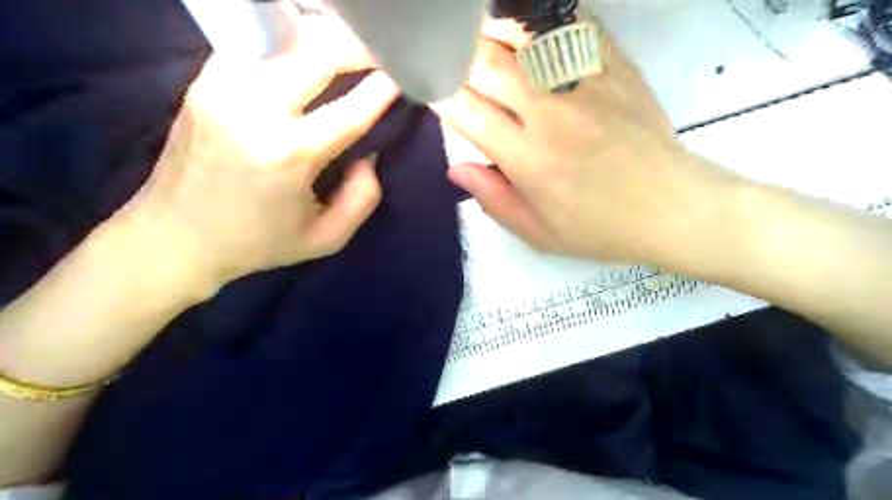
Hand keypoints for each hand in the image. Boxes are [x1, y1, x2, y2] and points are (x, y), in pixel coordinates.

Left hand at [113, 47, 396, 289]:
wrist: (175, 238)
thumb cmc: (258, 243)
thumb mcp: (326, 238)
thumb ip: (362, 199)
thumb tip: (370, 155)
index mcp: (289, 155)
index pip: (351, 110)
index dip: (383, 89)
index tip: (403, 75)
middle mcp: (255, 111)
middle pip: (317, 57)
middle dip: (357, 50)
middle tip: (379, 55)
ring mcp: (223, 90)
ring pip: (285, 42)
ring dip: (323, 42)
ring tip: (347, 51)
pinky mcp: (203, 83)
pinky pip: (255, 48)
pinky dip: (287, 45)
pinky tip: (304, 55)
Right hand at [436, 19, 742, 263]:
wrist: (670, 207)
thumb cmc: (599, 228)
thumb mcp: (538, 233)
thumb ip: (492, 199)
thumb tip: (454, 168)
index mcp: (527, 159)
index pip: (466, 112)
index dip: (439, 95)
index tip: (427, 88)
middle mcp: (549, 114)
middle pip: (487, 65)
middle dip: (455, 55)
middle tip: (442, 54)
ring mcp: (584, 84)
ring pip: (522, 37)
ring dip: (490, 31)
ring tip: (473, 33)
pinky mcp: (614, 68)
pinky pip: (571, 26)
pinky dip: (540, 20)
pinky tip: (525, 24)